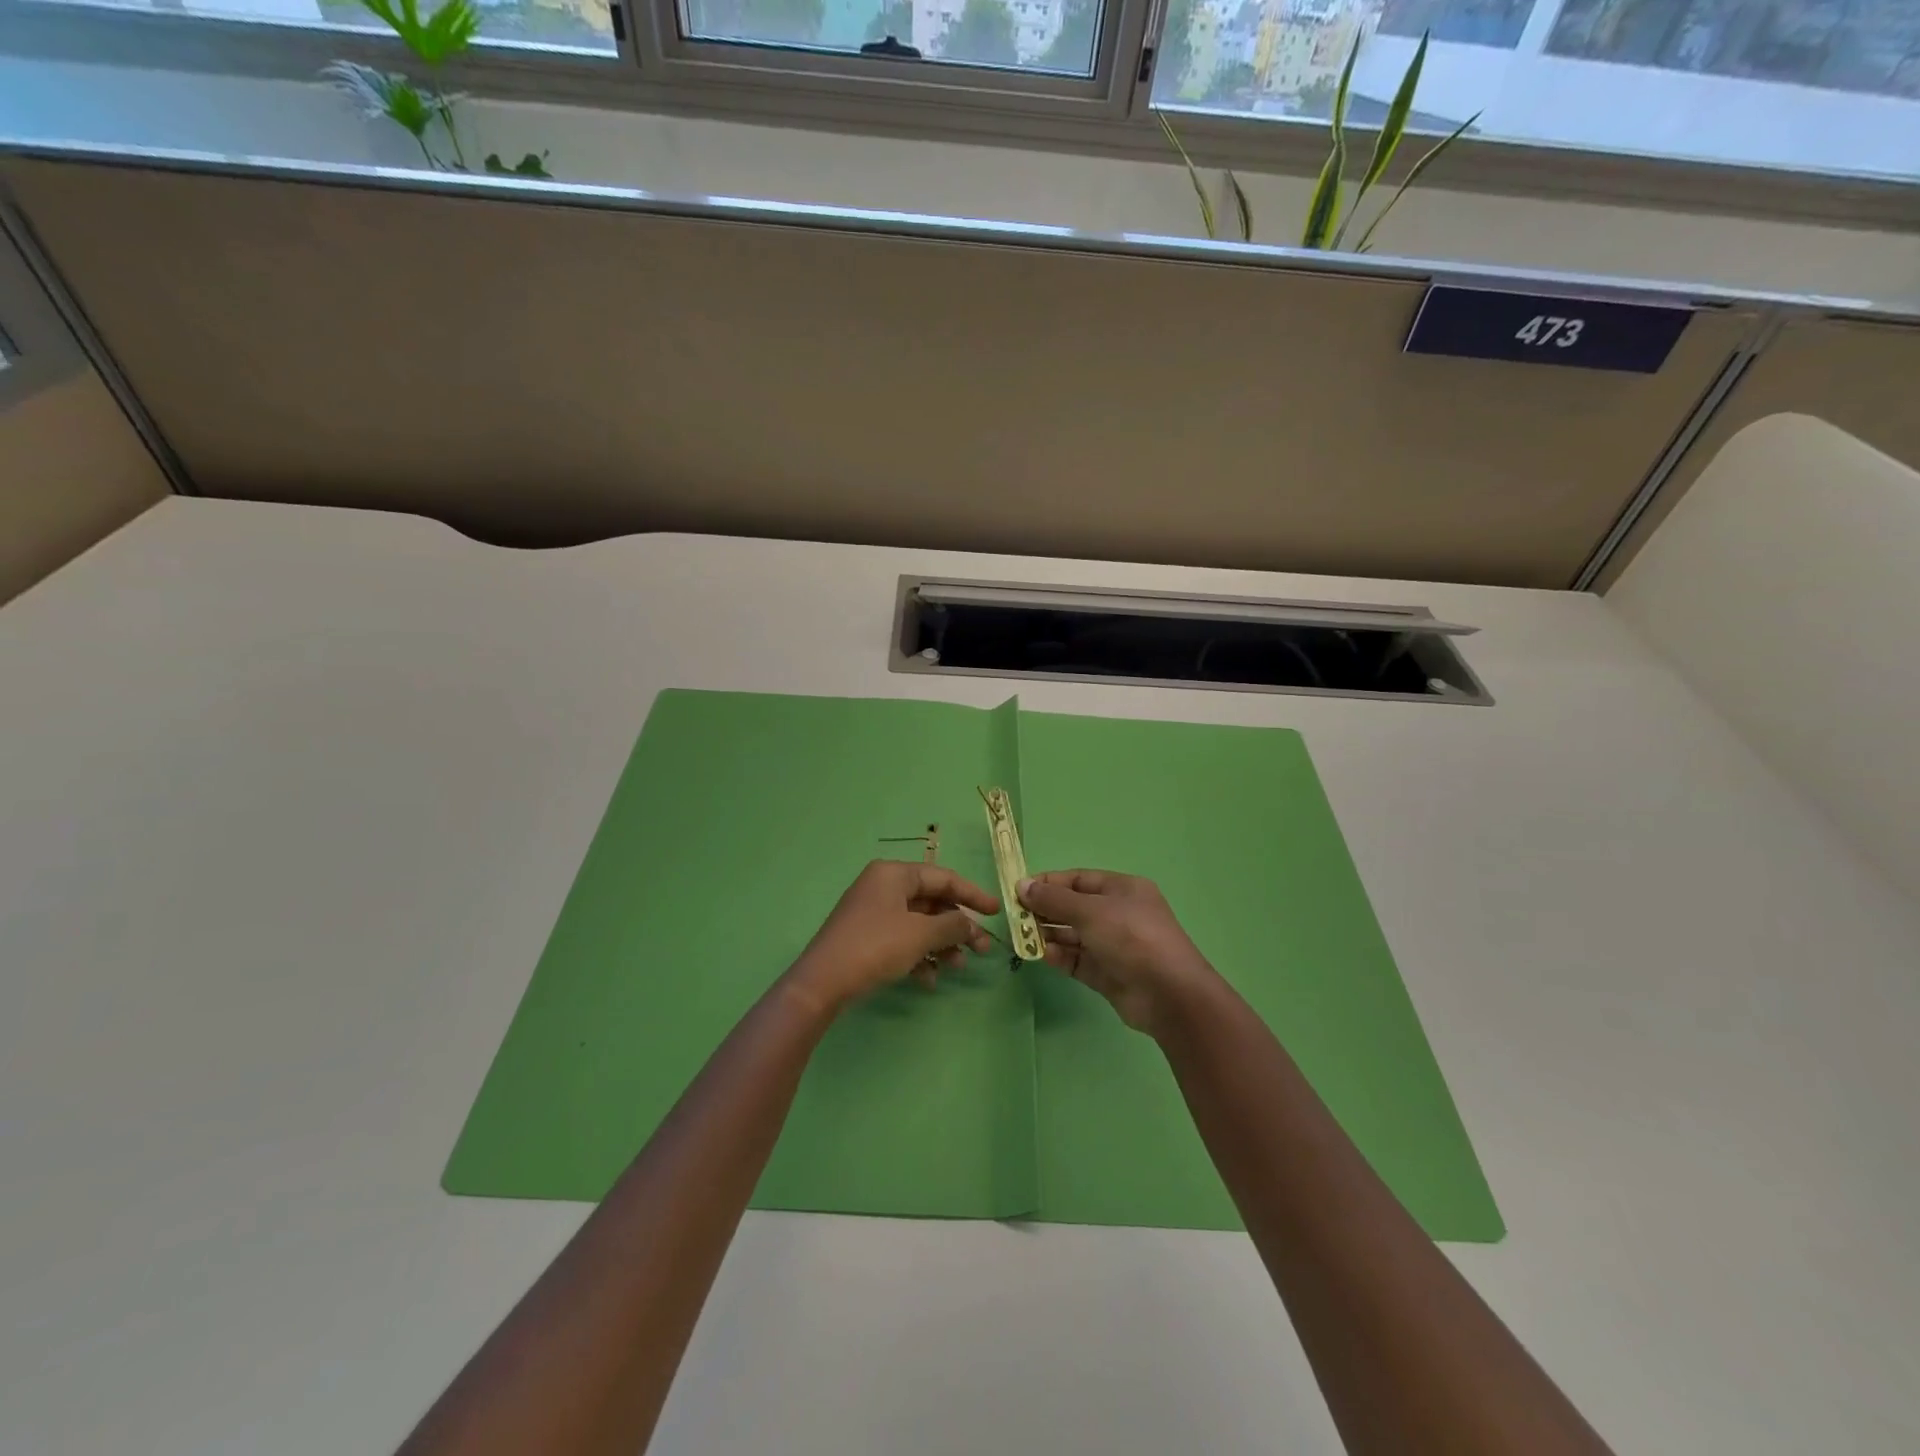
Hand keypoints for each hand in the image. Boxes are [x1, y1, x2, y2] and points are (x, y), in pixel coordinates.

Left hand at [785, 860, 999, 1013]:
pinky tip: (928, 980)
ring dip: (941, 944)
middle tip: (981, 949)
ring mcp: (873, 913)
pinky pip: (902, 940)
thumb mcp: (920, 935)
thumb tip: (970, 924)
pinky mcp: (866, 938)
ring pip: (919, 924)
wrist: (822, 983)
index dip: (972, 894)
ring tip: (957, 967)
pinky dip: (918, 956)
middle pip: (932, 902)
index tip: (996, 911)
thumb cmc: (875, 946)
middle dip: (957, 926)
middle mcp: (883, 887)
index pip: (943, 877)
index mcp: (894, 874)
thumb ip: (952, 925)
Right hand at [1018, 870, 1221, 1036]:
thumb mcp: (1091, 911)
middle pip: (1074, 908)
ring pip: (1074, 936)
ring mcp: (1114, 945)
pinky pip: (1078, 960)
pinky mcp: (1108, 974)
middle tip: (1015, 917)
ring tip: (1023, 937)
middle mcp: (1118, 914)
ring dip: (1049, 935)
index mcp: (1122, 890)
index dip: (1049, 883)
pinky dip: (1060, 957)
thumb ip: (1054, 899)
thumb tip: (1022, 885)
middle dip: (1045, 911)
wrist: (1169, 994)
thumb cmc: (1131, 937)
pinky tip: (1043, 956)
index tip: (1019, 890)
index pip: (1079, 880)